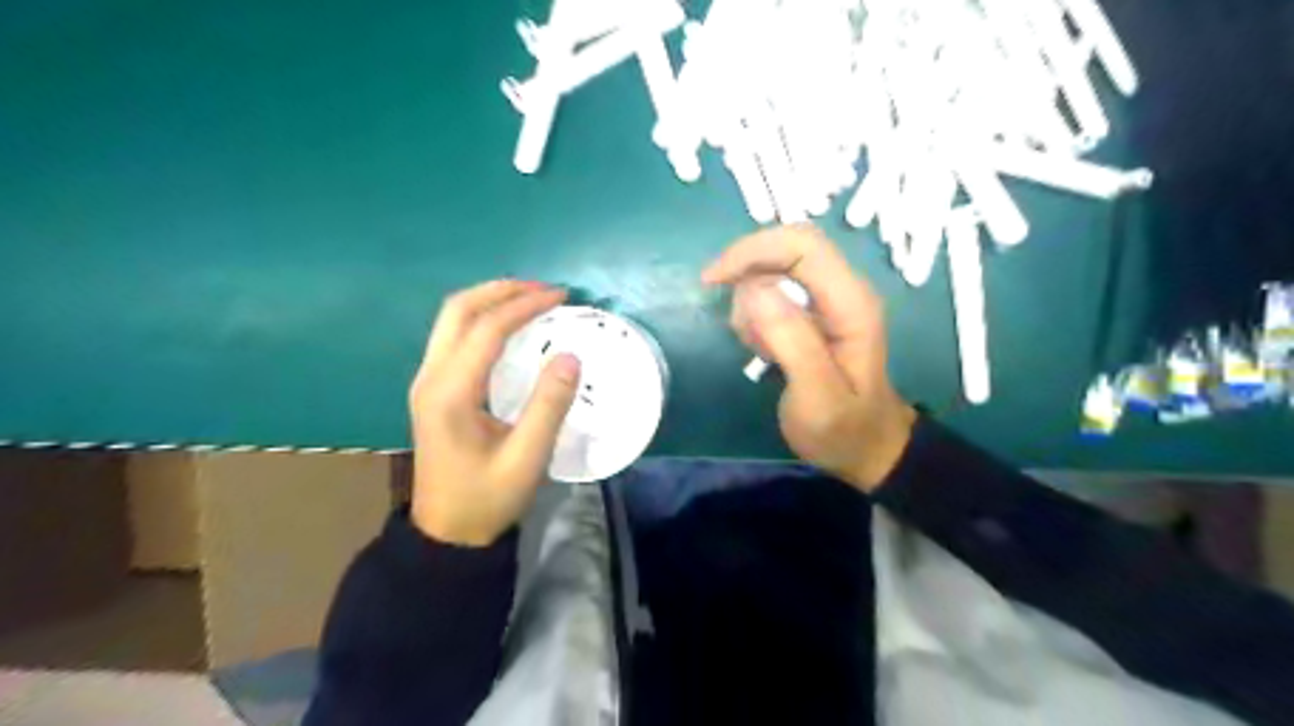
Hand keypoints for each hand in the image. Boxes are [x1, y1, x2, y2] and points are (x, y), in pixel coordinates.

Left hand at [408, 281, 580, 547]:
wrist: (447, 534)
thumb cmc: (487, 499)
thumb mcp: (526, 459)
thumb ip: (549, 406)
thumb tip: (570, 355)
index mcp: (450, 392)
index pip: (487, 329)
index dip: (525, 305)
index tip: (561, 297)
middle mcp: (431, 377)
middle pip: (457, 310)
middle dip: (501, 290)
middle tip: (544, 290)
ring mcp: (427, 382)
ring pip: (451, 320)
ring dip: (490, 301)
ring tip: (531, 300)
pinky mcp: (432, 389)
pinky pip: (453, 337)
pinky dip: (482, 319)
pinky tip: (509, 327)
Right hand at [703, 224, 913, 489]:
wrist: (867, 449)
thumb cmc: (843, 430)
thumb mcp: (817, 397)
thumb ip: (791, 341)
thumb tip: (753, 288)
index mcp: (851, 304)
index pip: (803, 245)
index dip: (754, 250)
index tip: (714, 280)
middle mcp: (843, 290)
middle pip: (788, 246)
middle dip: (747, 270)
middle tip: (729, 317)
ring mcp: (829, 299)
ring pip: (776, 267)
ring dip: (750, 299)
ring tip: (756, 347)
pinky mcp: (815, 311)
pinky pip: (774, 289)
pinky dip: (756, 312)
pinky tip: (762, 347)